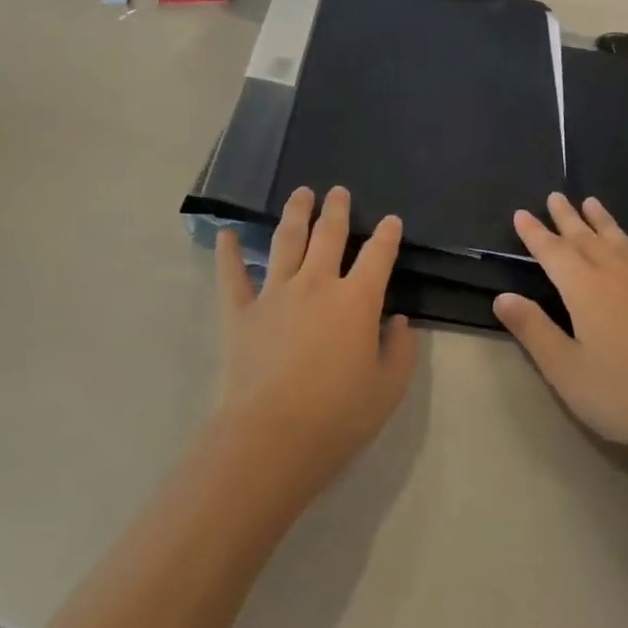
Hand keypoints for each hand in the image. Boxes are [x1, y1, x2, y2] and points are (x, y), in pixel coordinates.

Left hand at [214, 186, 417, 502]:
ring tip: (300, 193)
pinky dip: (229, 252)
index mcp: (357, 301)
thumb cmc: (339, 416)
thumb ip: (400, 350)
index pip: (378, 256)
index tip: (391, 221)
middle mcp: (316, 285)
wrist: (272, 437)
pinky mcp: (240, 312)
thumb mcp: (388, 389)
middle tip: (338, 191)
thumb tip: (397, 321)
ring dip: (295, 214)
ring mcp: (274, 294)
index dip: (388, 236)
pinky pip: (232, 274)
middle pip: (329, 236)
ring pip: (286, 241)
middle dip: (337, 210)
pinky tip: (227, 234)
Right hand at [493, 193, 627, 480]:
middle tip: (554, 196)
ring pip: (621, 240)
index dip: (535, 234)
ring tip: (592, 202)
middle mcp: (618, 274)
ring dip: (603, 221)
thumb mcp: (566, 370)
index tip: (521, 214)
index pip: (553, 253)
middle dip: (567, 218)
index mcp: (585, 290)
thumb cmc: (624, 395)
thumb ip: (534, 330)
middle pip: (586, 238)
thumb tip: (503, 297)